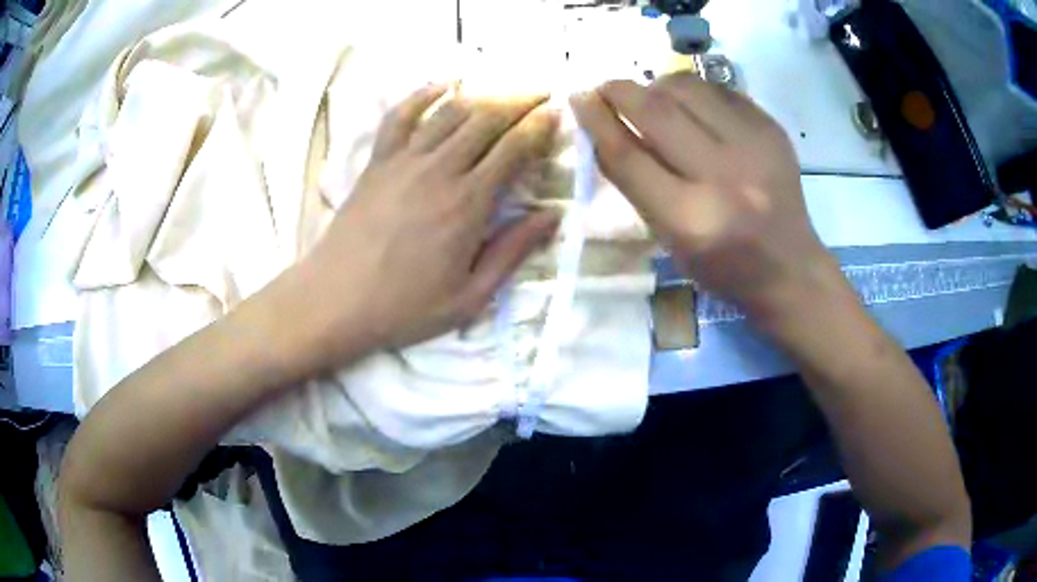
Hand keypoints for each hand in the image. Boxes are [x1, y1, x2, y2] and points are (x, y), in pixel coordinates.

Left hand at [298, 84, 560, 363]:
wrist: (336, 301)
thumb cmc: (404, 307)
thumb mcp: (470, 297)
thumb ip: (512, 252)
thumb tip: (552, 216)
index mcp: (468, 204)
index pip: (513, 149)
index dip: (539, 127)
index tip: (557, 115)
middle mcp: (439, 170)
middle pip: (486, 119)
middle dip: (520, 101)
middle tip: (541, 94)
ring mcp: (404, 161)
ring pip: (450, 112)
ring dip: (483, 96)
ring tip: (504, 91)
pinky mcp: (378, 162)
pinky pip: (400, 117)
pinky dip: (422, 95)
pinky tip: (441, 85)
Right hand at [571, 73, 841, 322]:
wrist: (790, 268)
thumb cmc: (723, 266)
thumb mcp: (670, 237)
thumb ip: (636, 182)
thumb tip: (603, 126)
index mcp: (691, 219)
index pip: (629, 156)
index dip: (596, 121)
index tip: (578, 99)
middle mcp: (725, 177)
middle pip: (657, 112)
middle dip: (620, 91)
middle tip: (605, 88)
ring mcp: (754, 147)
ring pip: (688, 89)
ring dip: (657, 86)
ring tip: (651, 97)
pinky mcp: (772, 129)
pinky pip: (719, 91)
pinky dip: (693, 91)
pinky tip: (690, 105)